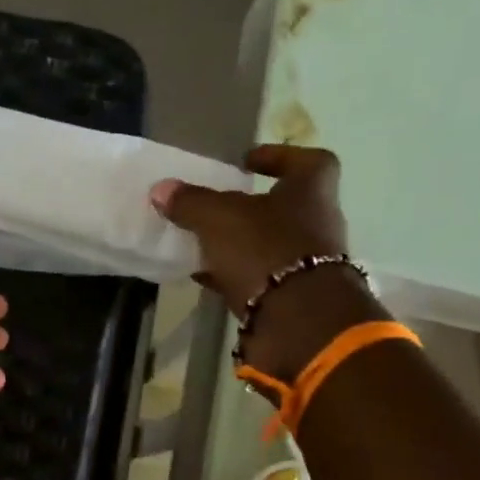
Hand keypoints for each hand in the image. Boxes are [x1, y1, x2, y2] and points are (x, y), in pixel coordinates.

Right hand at [151, 145, 377, 379]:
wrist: (297, 322)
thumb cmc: (265, 250)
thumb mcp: (219, 218)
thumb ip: (191, 203)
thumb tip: (161, 189)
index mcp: (312, 191)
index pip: (306, 160)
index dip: (278, 157)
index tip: (247, 161)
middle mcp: (318, 224)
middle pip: (287, 206)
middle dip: (254, 206)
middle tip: (220, 206)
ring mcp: (309, 265)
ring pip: (272, 245)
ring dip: (243, 244)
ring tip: (206, 243)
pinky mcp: (293, 298)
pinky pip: (261, 279)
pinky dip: (236, 275)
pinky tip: (206, 277)